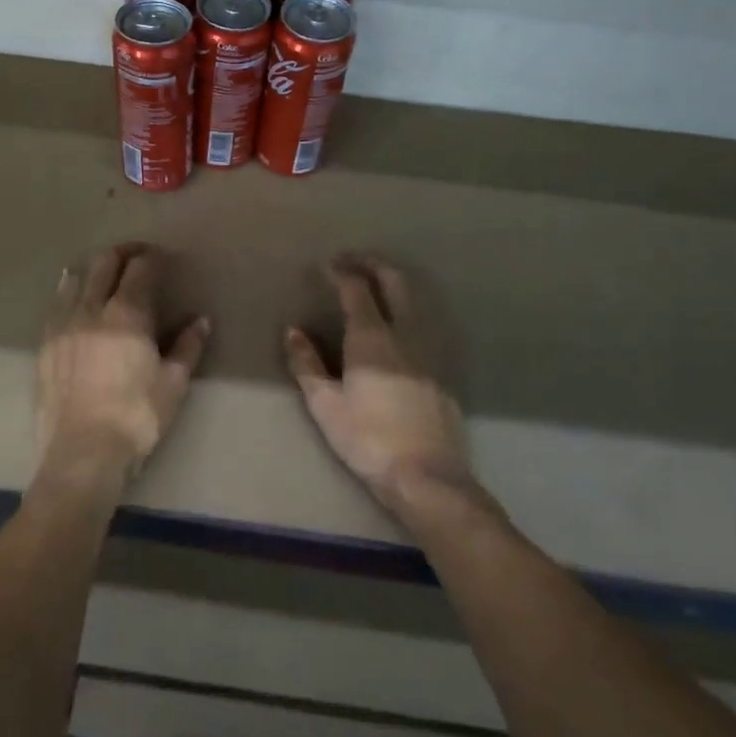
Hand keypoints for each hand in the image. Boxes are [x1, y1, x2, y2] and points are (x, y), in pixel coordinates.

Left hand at [36, 243, 210, 485]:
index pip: (140, 269)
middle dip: (123, 253)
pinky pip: (56, 306)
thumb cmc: (137, 417)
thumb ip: (188, 346)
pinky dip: (69, 293)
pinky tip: (73, 299)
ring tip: (105, 275)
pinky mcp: (44, 345)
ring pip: (75, 279)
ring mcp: (62, 326)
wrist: (82, 452)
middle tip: (138, 256)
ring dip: (94, 270)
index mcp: (127, 314)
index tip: (163, 258)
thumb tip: (201, 320)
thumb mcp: (173, 383)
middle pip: (105, 264)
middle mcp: (91, 310)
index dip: (153, 257)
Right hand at [286, 257, 486, 524]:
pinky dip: (404, 313)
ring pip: (414, 302)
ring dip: (392, 285)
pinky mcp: (441, 371)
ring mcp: (429, 352)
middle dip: (373, 264)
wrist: (426, 475)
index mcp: (372, 338)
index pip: (356, 289)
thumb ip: (307, 364)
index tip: (327, 264)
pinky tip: (394, 331)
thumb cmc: (367, 439)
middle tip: (352, 261)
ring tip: (373, 288)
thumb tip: (293, 331)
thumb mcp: (325, 405)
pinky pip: (422, 327)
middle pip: (395, 282)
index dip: (341, 271)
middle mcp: (404, 334)